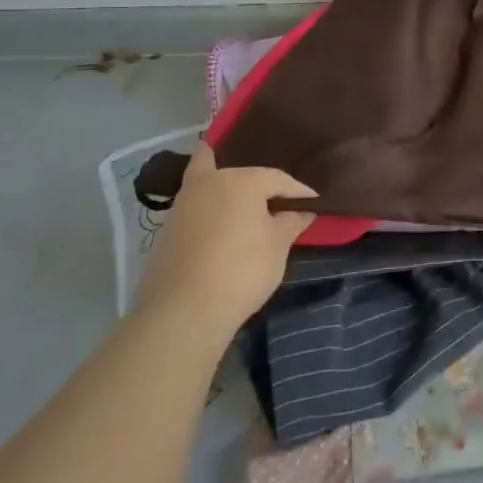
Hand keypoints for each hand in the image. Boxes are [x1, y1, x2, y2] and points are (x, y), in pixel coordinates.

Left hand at [137, 146, 315, 334]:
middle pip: (239, 171)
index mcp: (242, 180)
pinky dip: (209, 206)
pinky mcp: (167, 228)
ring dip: (226, 186)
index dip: (299, 192)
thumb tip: (302, 211)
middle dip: (259, 181)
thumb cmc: (242, 269)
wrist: (184, 310)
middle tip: (278, 196)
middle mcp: (210, 182)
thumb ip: (292, 222)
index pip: (278, 179)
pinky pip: (196, 206)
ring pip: (207, 180)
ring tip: (246, 202)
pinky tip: (222, 221)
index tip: (315, 204)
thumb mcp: (278, 245)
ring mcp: (183, 204)